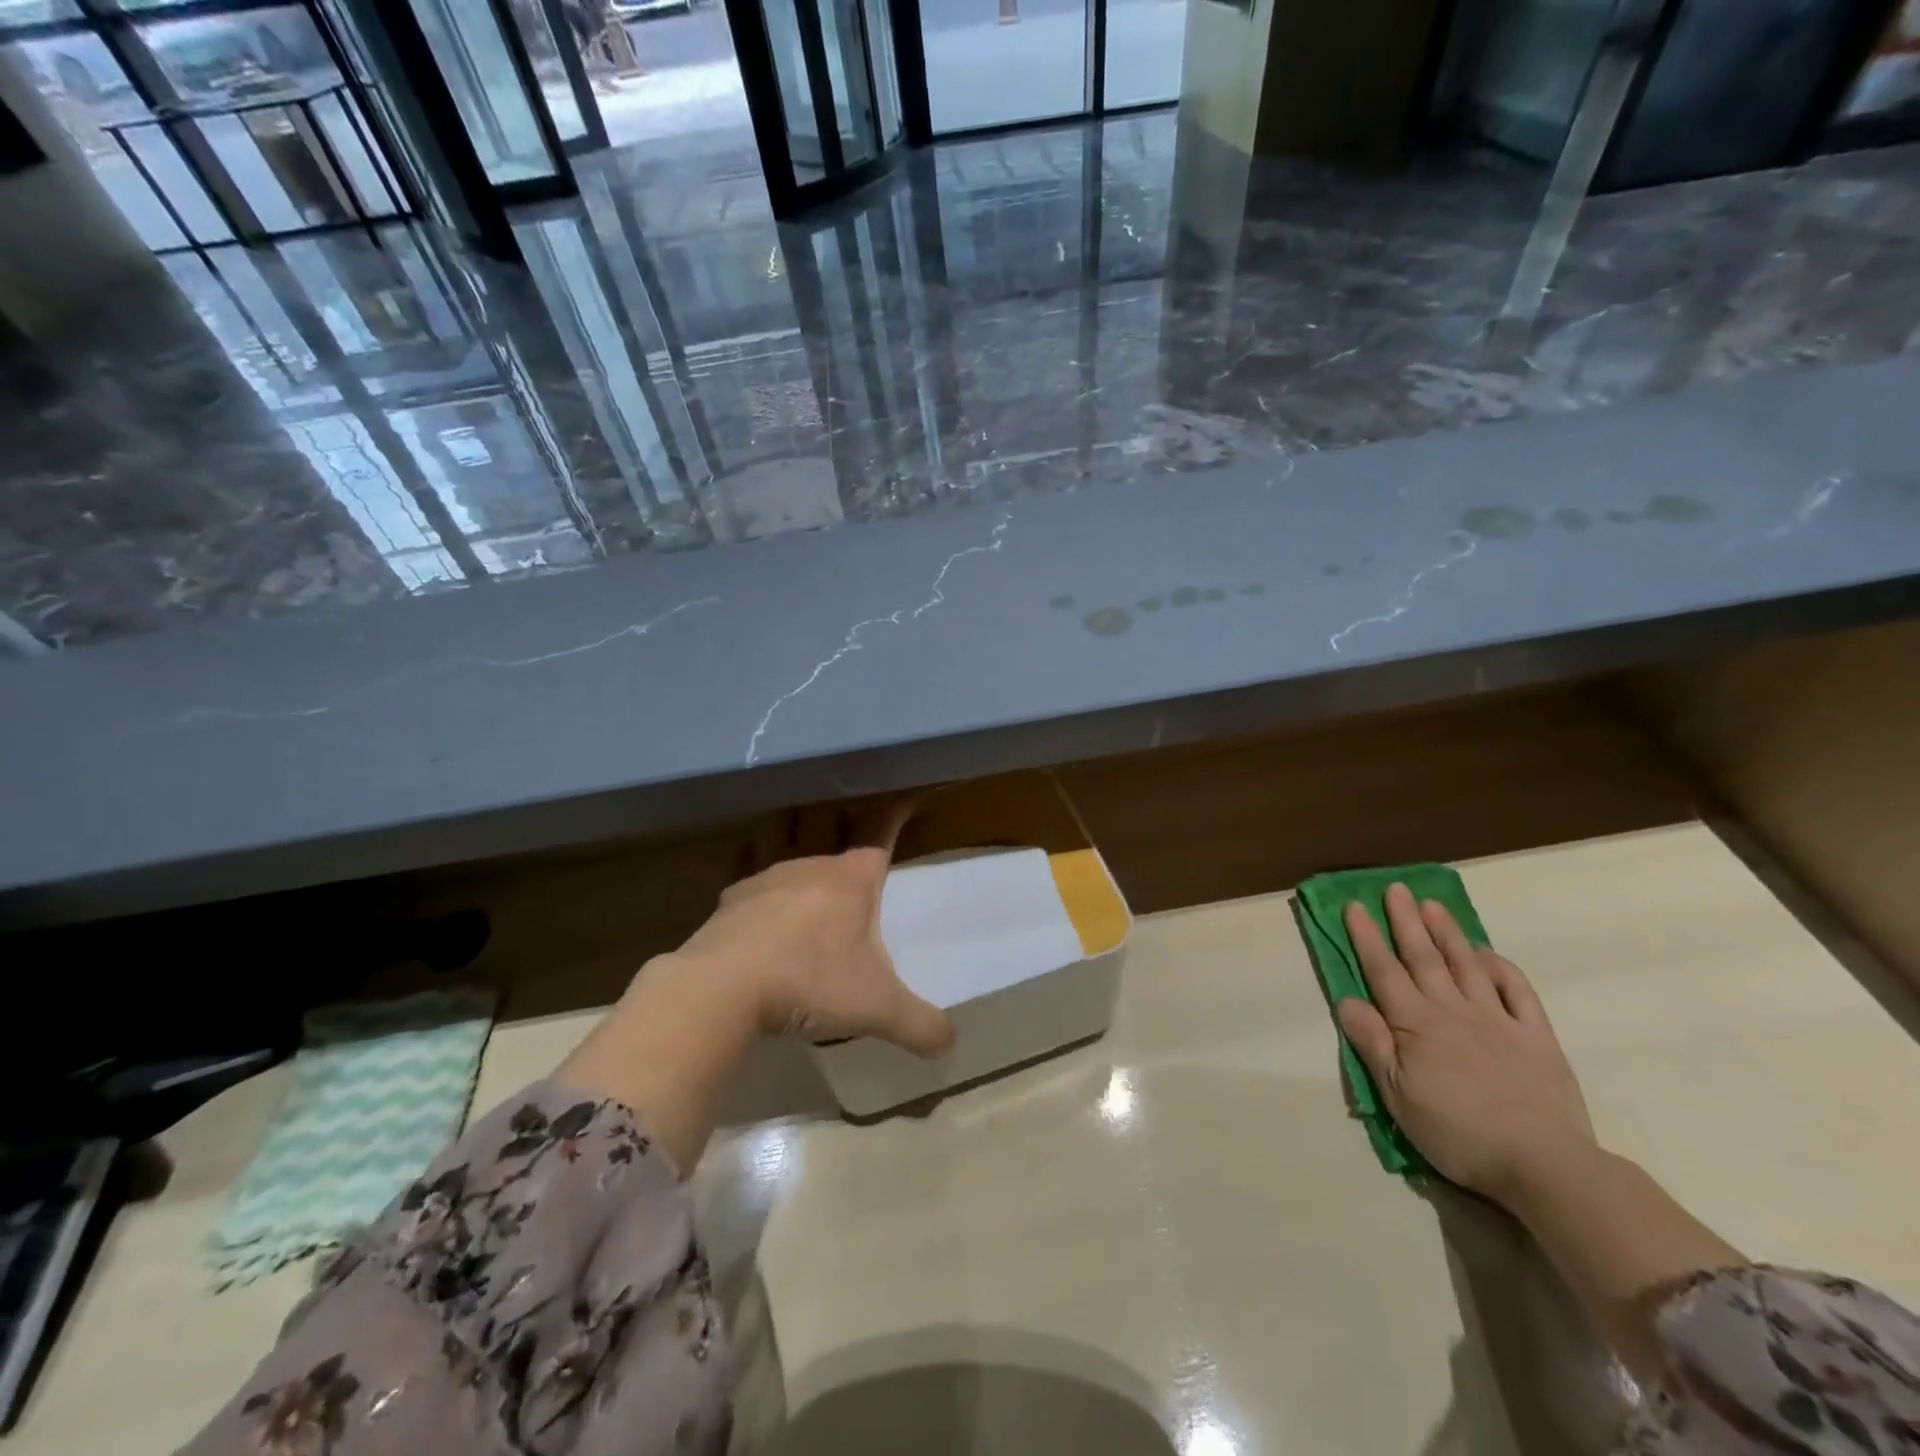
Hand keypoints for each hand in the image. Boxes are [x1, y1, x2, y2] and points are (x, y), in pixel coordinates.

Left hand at [672, 799, 954, 1056]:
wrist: (723, 987)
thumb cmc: (810, 983)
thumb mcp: (877, 1009)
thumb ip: (920, 1024)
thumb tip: (950, 1043)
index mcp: (853, 879)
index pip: (882, 831)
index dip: (897, 810)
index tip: (908, 792)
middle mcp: (812, 865)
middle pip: (833, 821)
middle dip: (847, 810)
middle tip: (854, 803)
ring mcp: (768, 875)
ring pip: (787, 831)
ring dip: (799, 820)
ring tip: (804, 814)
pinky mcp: (731, 895)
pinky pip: (747, 861)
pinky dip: (754, 852)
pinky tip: (752, 858)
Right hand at [1335, 884, 1594, 1201]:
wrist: (1543, 1163)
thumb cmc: (1457, 1132)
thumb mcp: (1397, 1095)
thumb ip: (1373, 1043)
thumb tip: (1347, 999)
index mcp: (1416, 1025)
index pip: (1384, 971)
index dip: (1367, 937)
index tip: (1355, 905)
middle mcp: (1453, 1011)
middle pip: (1424, 957)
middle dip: (1406, 921)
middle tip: (1396, 888)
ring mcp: (1498, 1020)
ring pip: (1467, 966)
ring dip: (1448, 933)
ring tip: (1433, 905)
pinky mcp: (1536, 1037)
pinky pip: (1518, 992)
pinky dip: (1501, 969)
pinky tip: (1488, 954)